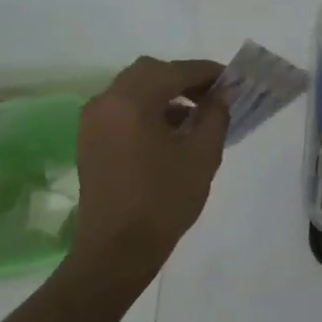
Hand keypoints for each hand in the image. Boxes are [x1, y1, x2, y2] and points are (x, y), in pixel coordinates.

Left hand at [68, 56, 230, 268]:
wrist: (117, 249)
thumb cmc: (164, 200)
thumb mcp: (202, 155)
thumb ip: (215, 115)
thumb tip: (221, 94)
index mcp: (132, 101)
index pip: (176, 71)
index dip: (207, 72)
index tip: (232, 80)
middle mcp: (106, 102)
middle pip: (149, 72)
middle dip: (183, 78)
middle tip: (212, 95)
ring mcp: (93, 121)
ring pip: (133, 89)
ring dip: (164, 93)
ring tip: (195, 115)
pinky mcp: (89, 139)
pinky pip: (121, 109)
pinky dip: (146, 109)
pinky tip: (169, 132)